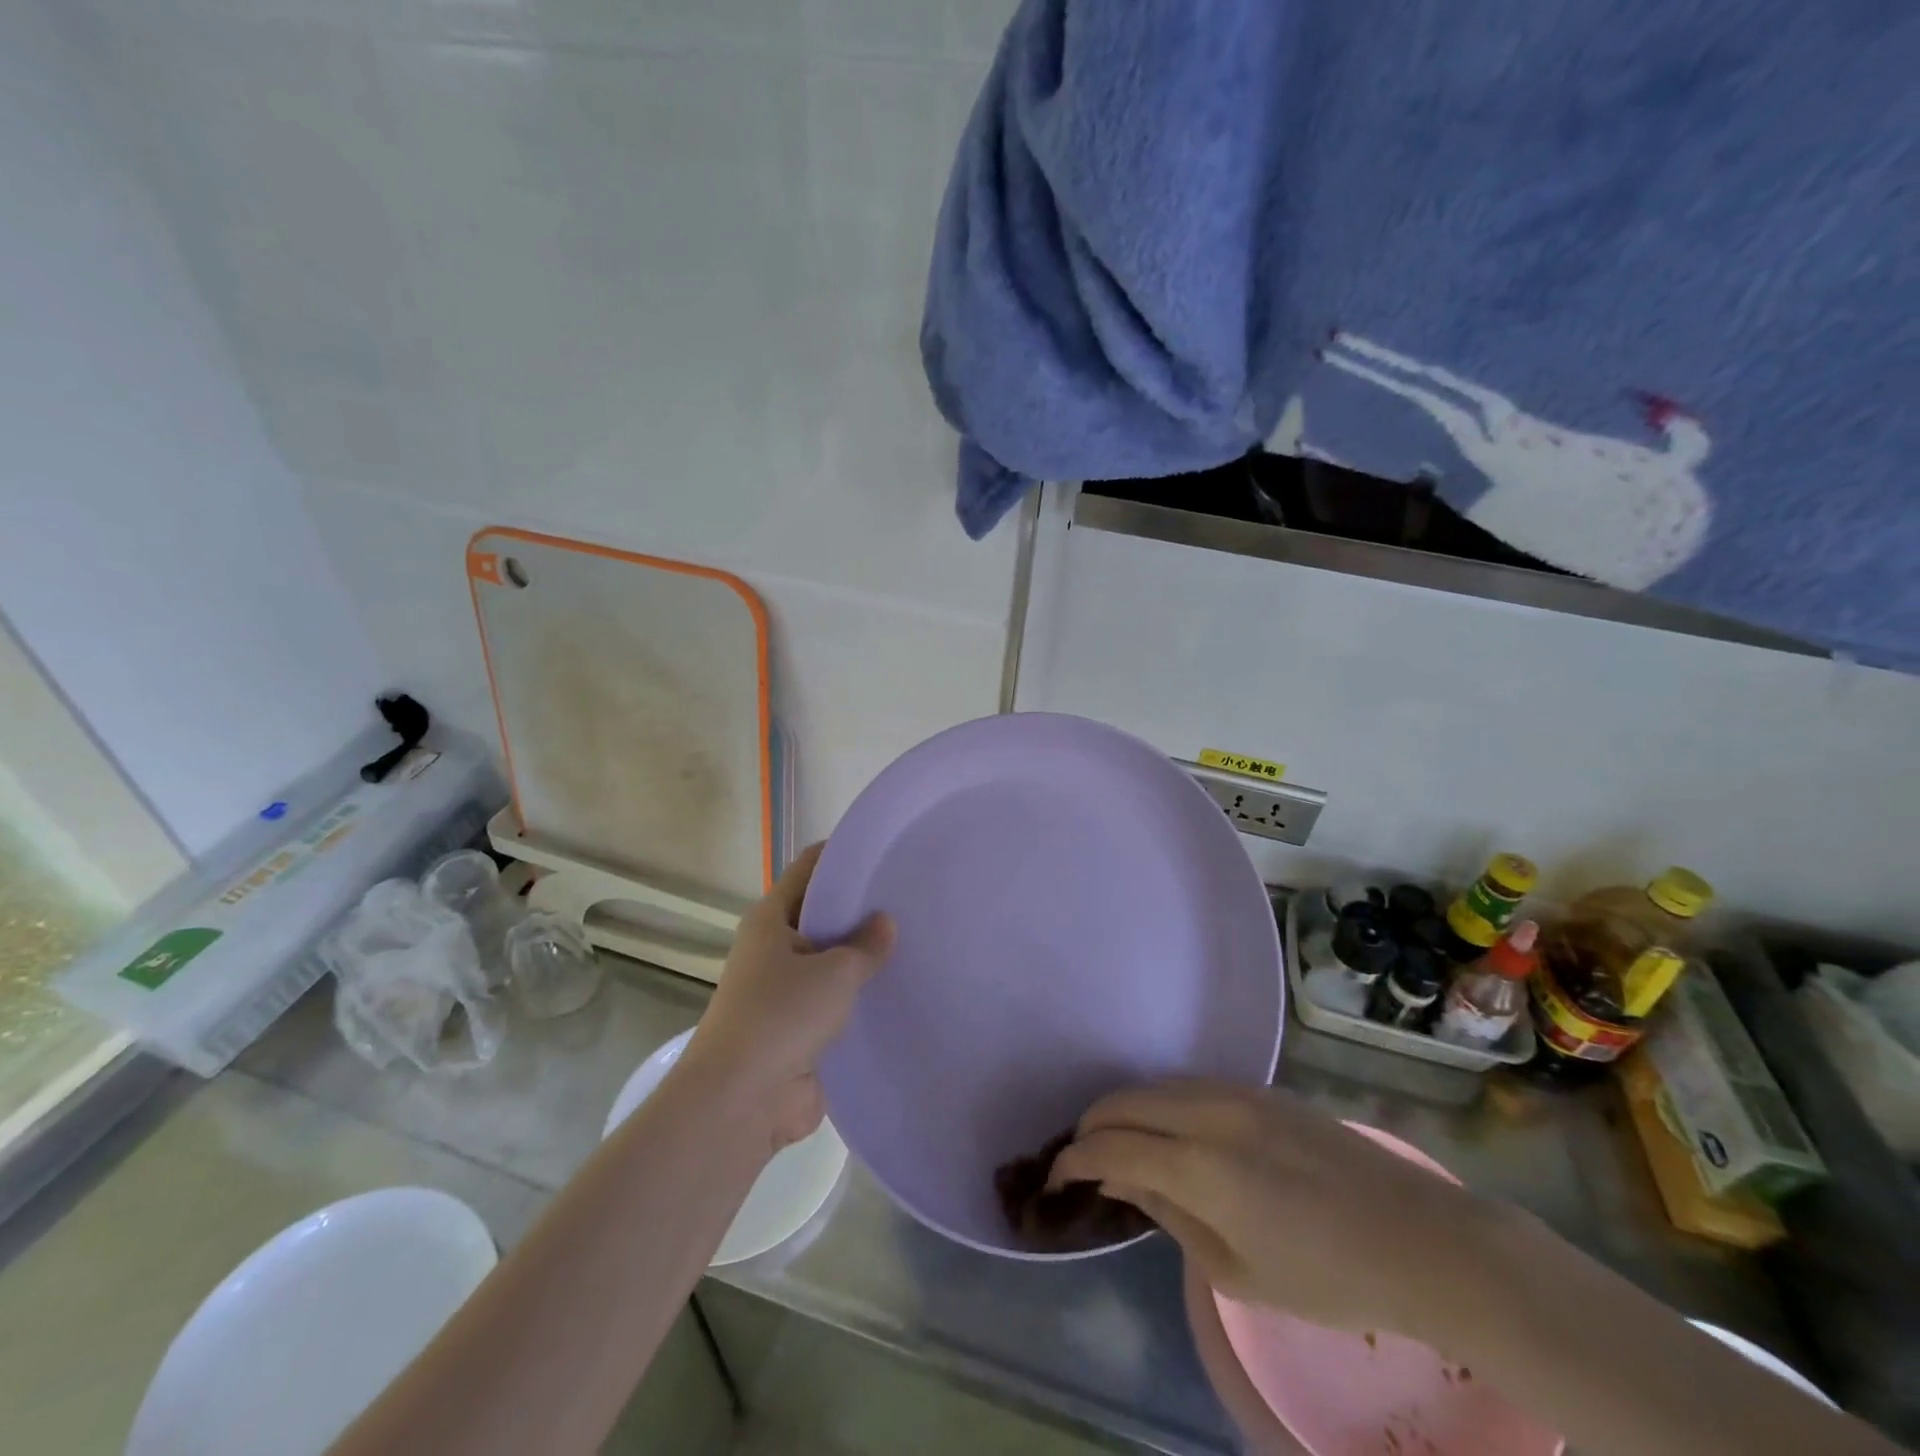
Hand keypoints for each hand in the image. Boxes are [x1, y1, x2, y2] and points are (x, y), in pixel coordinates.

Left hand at [680, 843, 894, 1150]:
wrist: (741, 1103)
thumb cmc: (782, 1017)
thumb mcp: (834, 972)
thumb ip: (865, 945)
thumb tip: (885, 922)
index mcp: (770, 921)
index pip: (808, 870)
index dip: (841, 856)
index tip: (882, 850)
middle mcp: (774, 950)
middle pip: (821, 916)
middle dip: (860, 910)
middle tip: (910, 897)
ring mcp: (785, 992)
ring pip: (830, 963)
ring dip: (862, 959)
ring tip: (915, 940)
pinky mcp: (799, 1031)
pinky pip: (836, 1004)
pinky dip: (860, 998)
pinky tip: (900, 990)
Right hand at [1053, 1081, 1510, 1341]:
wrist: (1420, 1238)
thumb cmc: (1329, 1278)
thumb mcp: (1238, 1271)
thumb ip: (1170, 1216)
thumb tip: (1122, 1182)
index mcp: (1201, 1168)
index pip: (1111, 1148)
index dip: (1074, 1161)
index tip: (1058, 1179)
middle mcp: (1209, 1114)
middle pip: (1123, 1101)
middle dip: (1091, 1127)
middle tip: (1082, 1160)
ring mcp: (1235, 1092)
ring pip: (1153, 1084)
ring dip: (1125, 1109)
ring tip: (1120, 1144)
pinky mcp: (1258, 1087)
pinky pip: (1187, 1084)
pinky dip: (1160, 1102)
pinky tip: (1167, 1131)